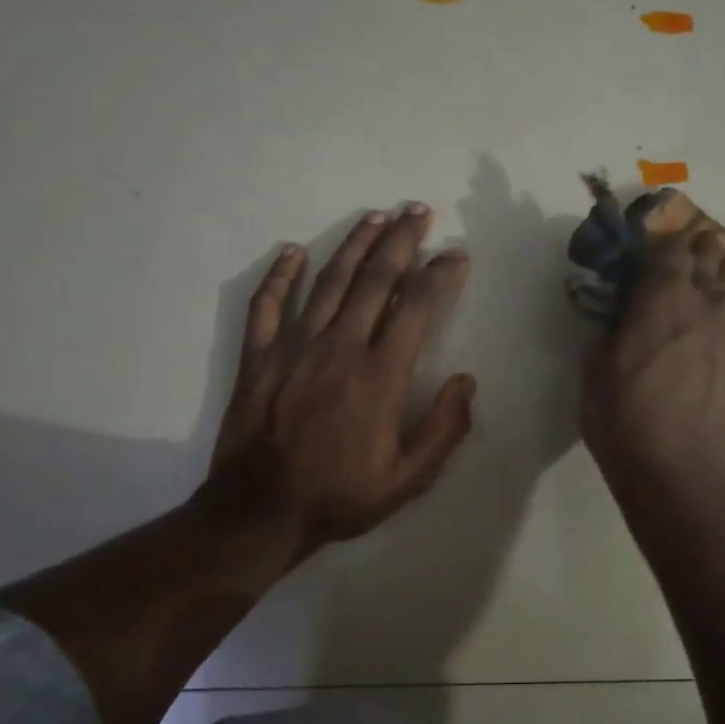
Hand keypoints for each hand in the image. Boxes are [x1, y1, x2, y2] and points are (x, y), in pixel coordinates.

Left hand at [202, 204, 474, 558]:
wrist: (259, 513)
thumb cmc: (340, 497)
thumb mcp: (408, 479)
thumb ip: (444, 429)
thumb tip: (466, 381)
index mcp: (380, 375)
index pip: (417, 308)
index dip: (439, 275)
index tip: (456, 254)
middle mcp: (339, 348)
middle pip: (375, 279)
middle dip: (400, 240)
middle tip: (417, 210)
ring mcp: (294, 348)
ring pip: (329, 282)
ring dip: (353, 245)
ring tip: (374, 217)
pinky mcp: (258, 357)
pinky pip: (267, 305)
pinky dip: (280, 275)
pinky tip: (292, 251)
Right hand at [581, 227, 724, 510]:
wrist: (683, 475)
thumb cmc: (625, 423)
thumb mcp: (594, 375)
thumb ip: (606, 334)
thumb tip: (616, 317)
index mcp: (662, 298)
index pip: (672, 250)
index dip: (670, 242)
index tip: (667, 240)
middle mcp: (708, 304)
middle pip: (712, 262)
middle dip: (706, 251)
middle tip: (706, 244)